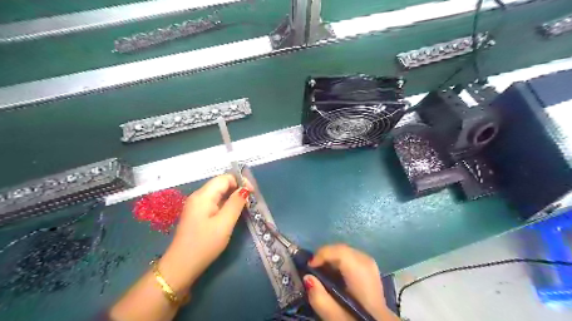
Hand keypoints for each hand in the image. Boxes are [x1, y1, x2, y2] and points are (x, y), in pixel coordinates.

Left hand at [156, 176, 250, 293]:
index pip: (225, 178)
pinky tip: (231, 215)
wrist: (181, 266)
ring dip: (232, 198)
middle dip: (237, 189)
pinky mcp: (197, 214)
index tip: (252, 194)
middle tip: (249, 203)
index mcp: (203, 195)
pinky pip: (214, 202)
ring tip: (243, 209)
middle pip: (221, 184)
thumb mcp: (224, 223)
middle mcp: (198, 196)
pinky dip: (225, 205)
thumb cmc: (205, 244)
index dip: (240, 182)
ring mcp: (196, 205)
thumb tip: (245, 189)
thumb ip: (235, 203)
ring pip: (218, 194)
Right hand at [303, 244, 398, 319]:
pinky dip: (339, 262)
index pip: (340, 251)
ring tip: (321, 272)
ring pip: (346, 252)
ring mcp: (371, 265)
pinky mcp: (370, 269)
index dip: (322, 254)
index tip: (309, 267)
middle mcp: (367, 263)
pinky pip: (351, 257)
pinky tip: (334, 276)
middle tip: (313, 269)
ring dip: (331, 259)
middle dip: (325, 255)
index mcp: (361, 273)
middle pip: (343, 249)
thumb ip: (320, 299)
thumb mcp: (336, 317)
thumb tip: (307, 277)